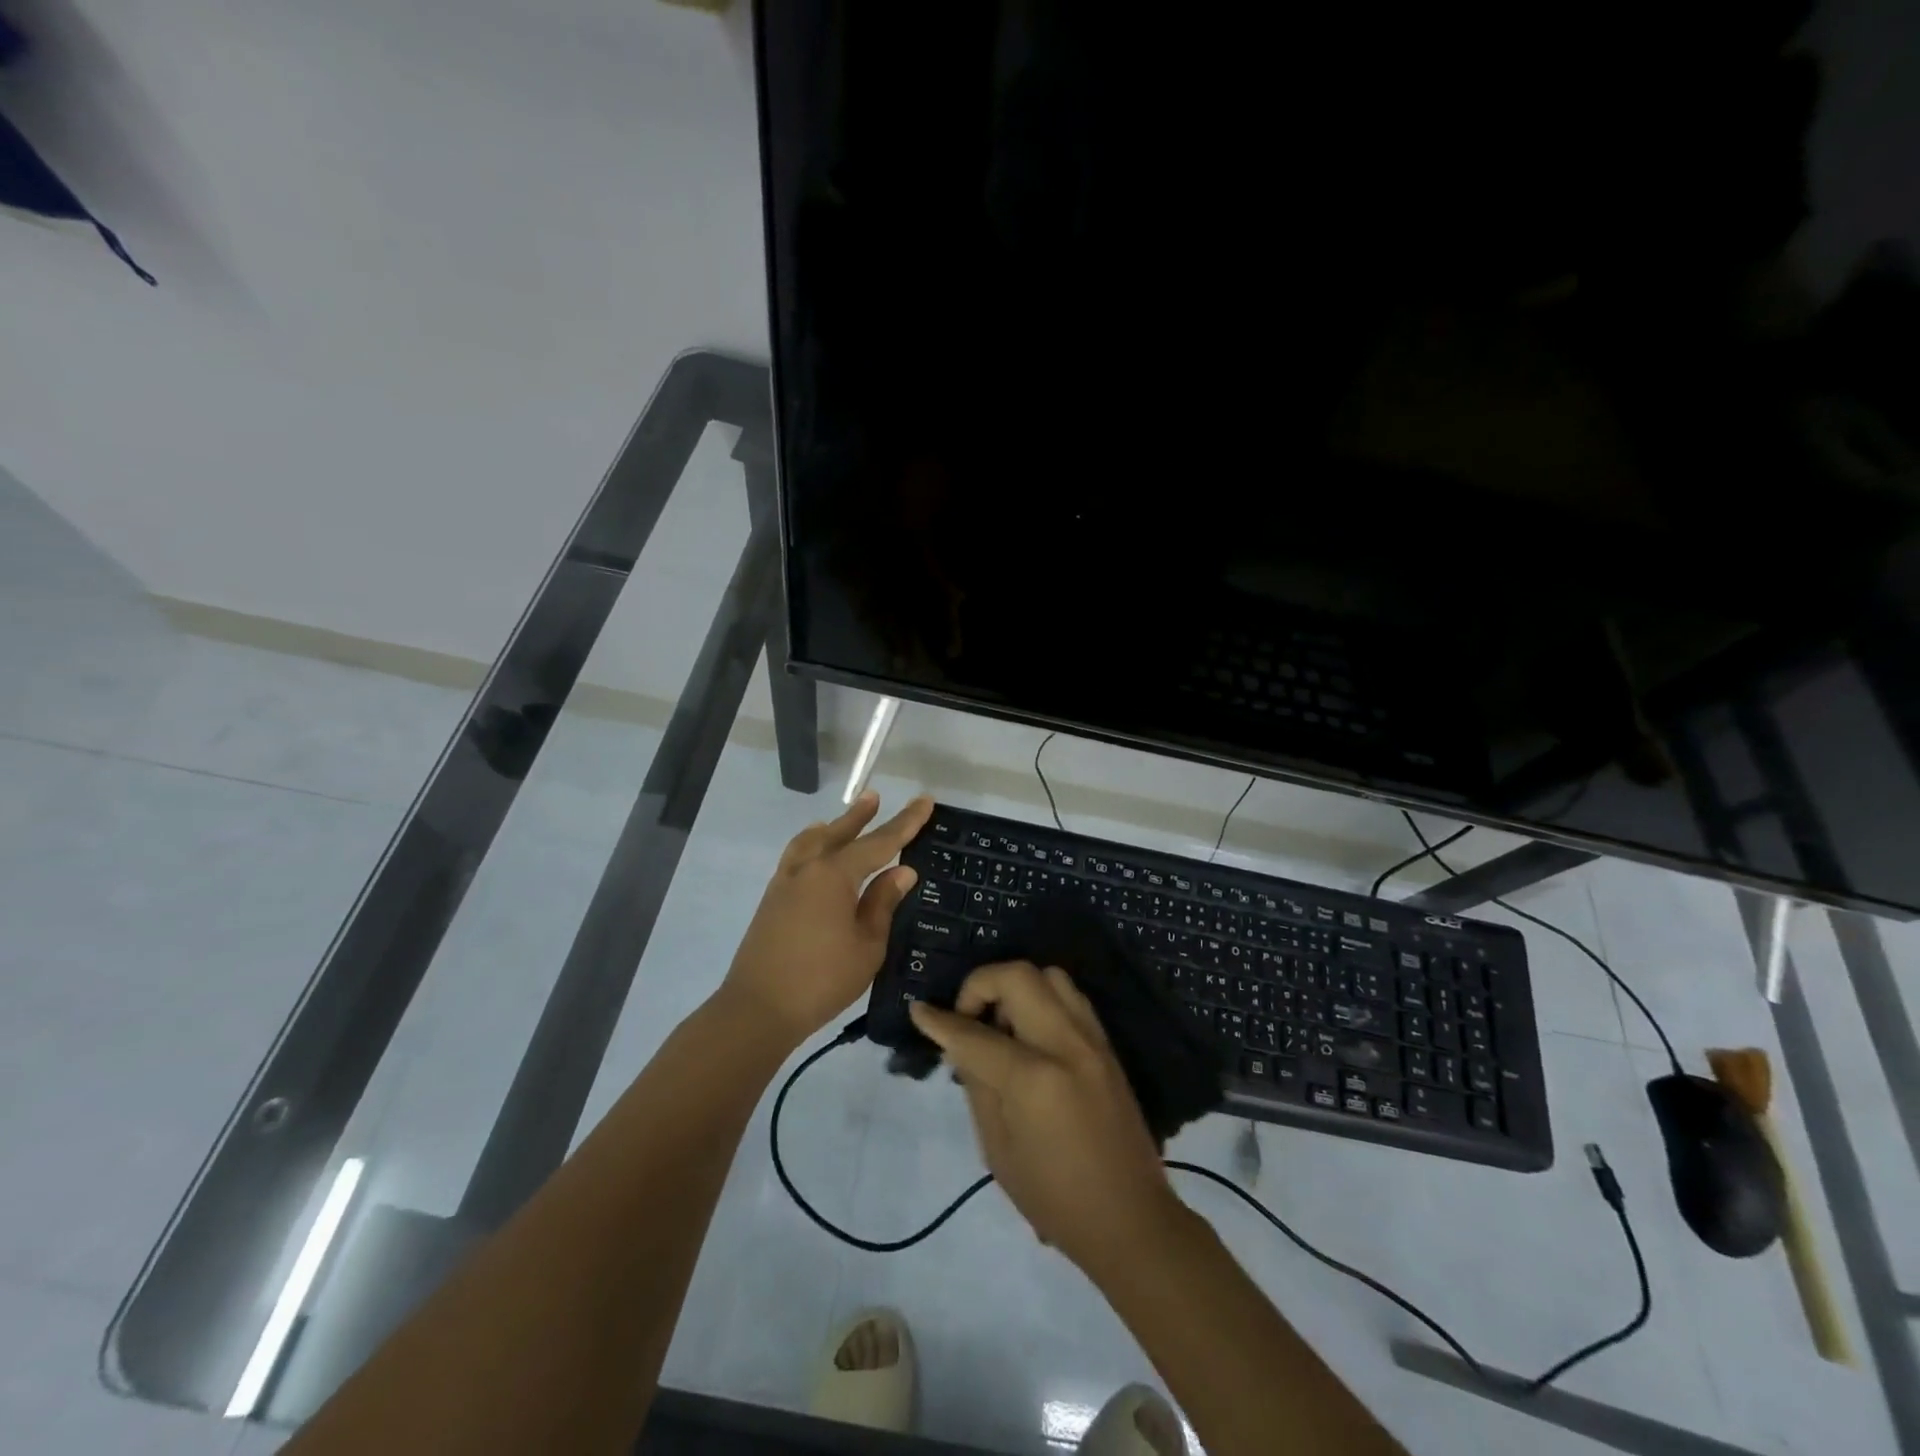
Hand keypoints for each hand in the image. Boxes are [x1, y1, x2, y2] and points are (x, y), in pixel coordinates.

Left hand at [722, 792, 933, 1050]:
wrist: (758, 1009)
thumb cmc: (822, 980)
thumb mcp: (867, 945)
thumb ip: (883, 903)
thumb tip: (901, 871)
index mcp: (834, 874)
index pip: (879, 842)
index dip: (905, 822)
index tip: (925, 801)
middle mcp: (807, 868)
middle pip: (839, 833)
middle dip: (861, 816)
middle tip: (876, 797)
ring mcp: (785, 881)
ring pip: (812, 842)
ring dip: (832, 828)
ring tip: (844, 820)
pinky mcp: (772, 899)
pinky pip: (796, 857)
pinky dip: (812, 846)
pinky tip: (817, 856)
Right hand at [909, 962, 1188, 1277]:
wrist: (1130, 1219)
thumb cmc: (1054, 1197)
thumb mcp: (997, 1149)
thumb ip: (977, 1083)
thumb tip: (959, 1042)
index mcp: (1034, 1079)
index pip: (975, 1034)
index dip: (939, 1021)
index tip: (918, 1010)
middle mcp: (1066, 1044)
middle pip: (1018, 976)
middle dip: (981, 985)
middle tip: (968, 1018)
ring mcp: (1093, 1040)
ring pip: (1049, 975)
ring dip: (1015, 987)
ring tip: (1001, 1025)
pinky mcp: (1107, 1045)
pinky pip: (1070, 997)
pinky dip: (1041, 999)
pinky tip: (1029, 1034)